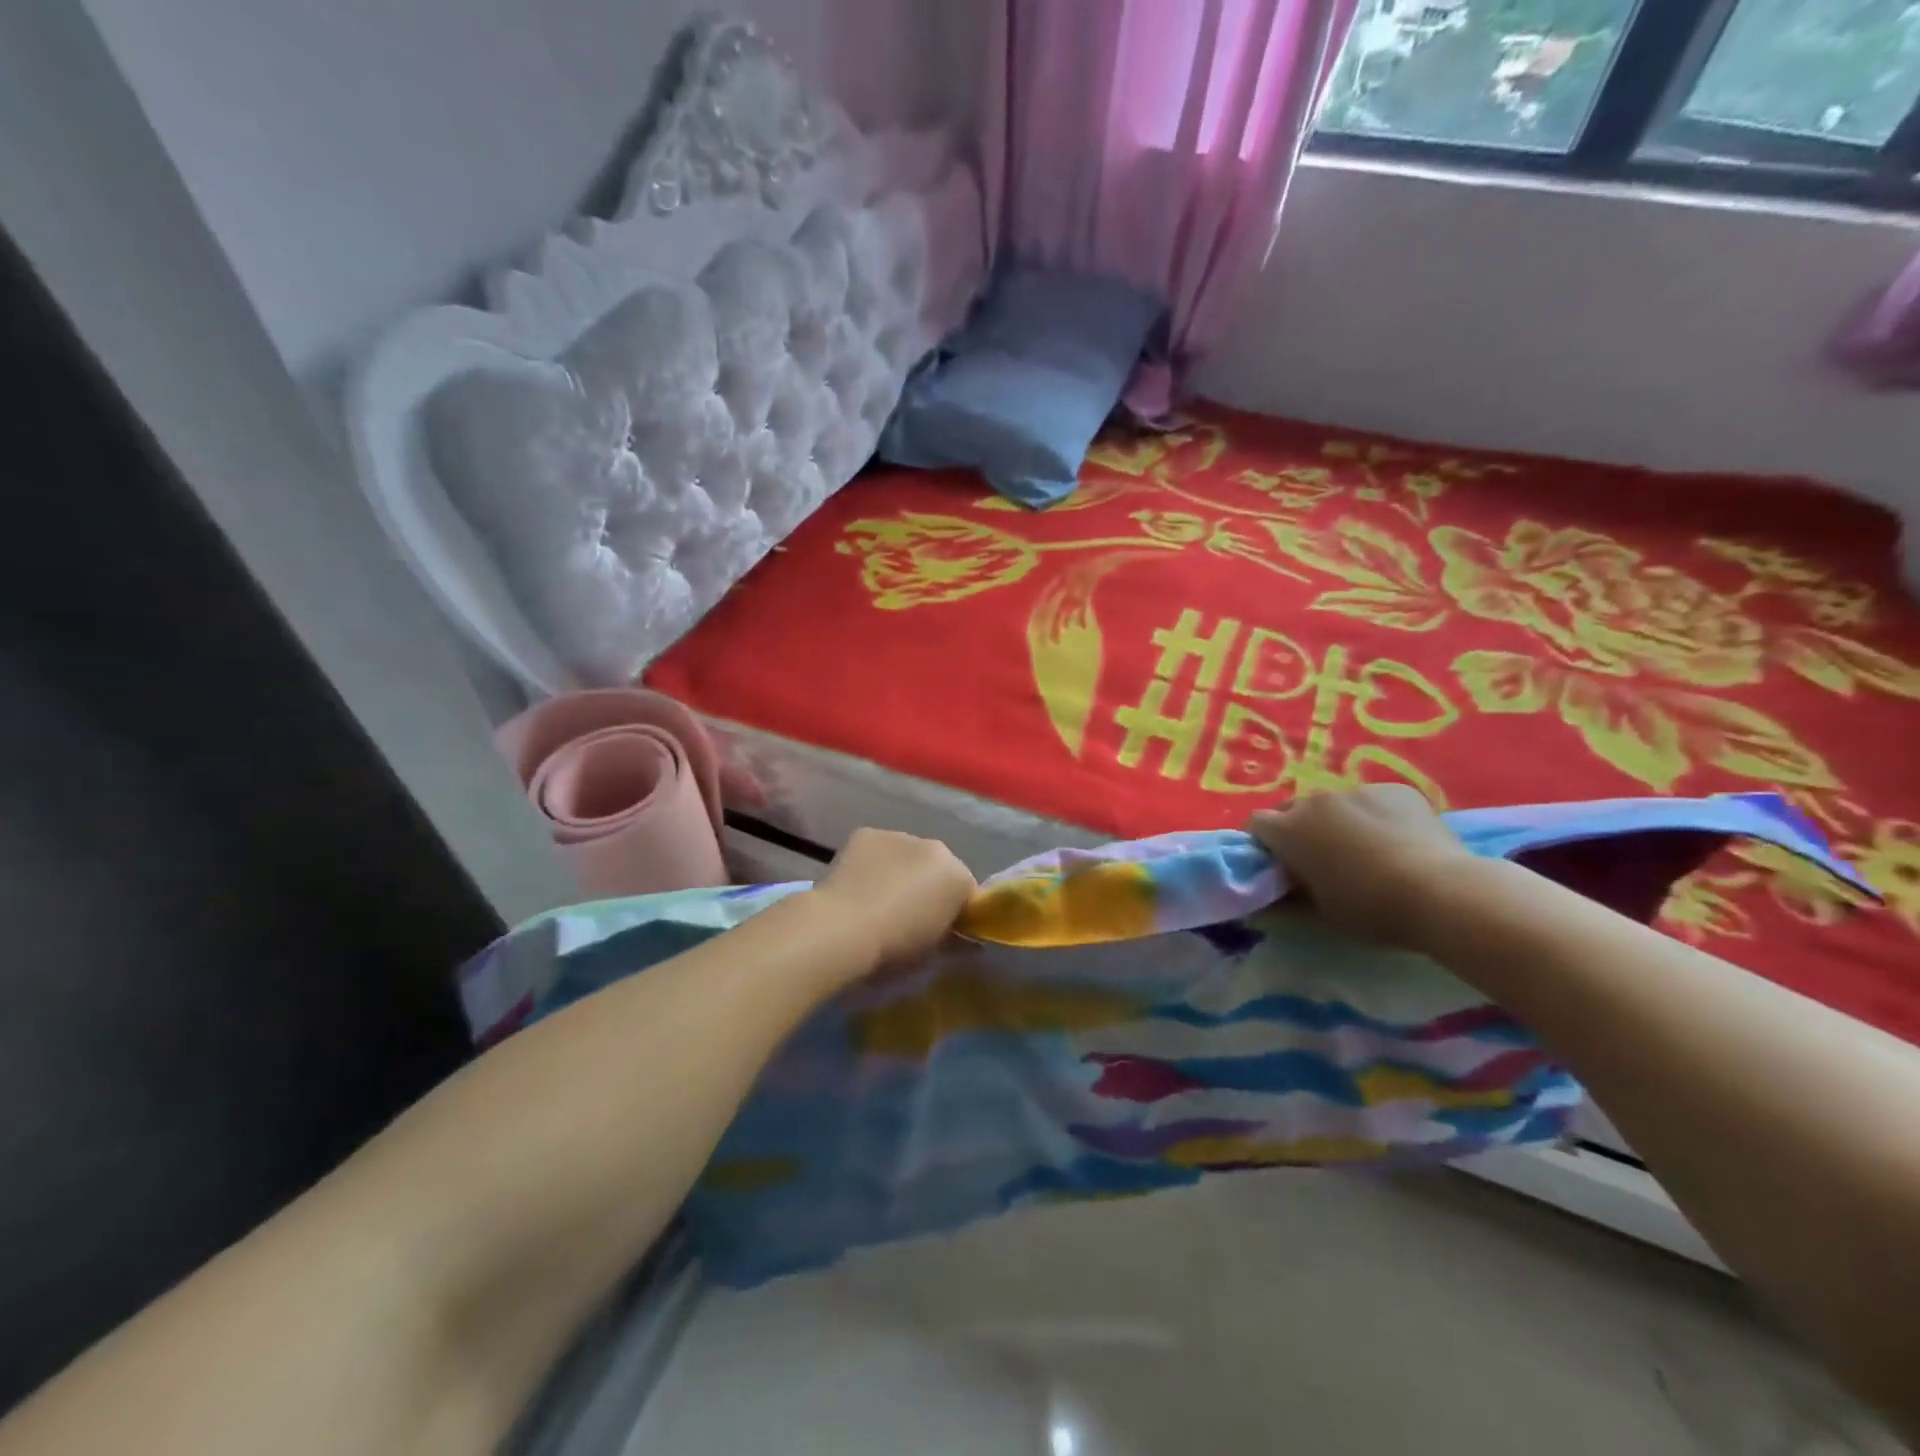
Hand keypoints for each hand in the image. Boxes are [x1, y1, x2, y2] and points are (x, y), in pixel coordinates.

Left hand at [812, 828, 976, 972]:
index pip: (967, 892)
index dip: (955, 913)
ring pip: (908, 856)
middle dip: (929, 888)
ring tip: (879, 902)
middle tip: (909, 918)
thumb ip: (954, 943)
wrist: (841, 929)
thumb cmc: (894, 948)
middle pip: (938, 869)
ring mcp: (898, 835)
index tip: (941, 933)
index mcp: (957, 876)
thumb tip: (964, 943)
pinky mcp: (866, 834)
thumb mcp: (932, 955)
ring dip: (901, 873)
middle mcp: (934, 847)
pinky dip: (874, 864)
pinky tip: (859, 886)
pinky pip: (880, 850)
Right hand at [1248, 786, 1470, 947]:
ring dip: (1338, 822)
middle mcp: (1316, 801)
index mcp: (1289, 830)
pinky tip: (1399, 842)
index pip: (1256, 823)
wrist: (1443, 893)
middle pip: (1293, 809)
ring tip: (1367, 851)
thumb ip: (1287, 900)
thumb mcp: (1320, 914)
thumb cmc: (1370, 909)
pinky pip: (1373, 800)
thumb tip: (1266, 900)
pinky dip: (1375, 816)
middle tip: (1321, 860)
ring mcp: (1357, 790)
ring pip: (1335, 804)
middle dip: (1299, 830)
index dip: (1264, 843)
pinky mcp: (1396, 789)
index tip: (1280, 865)